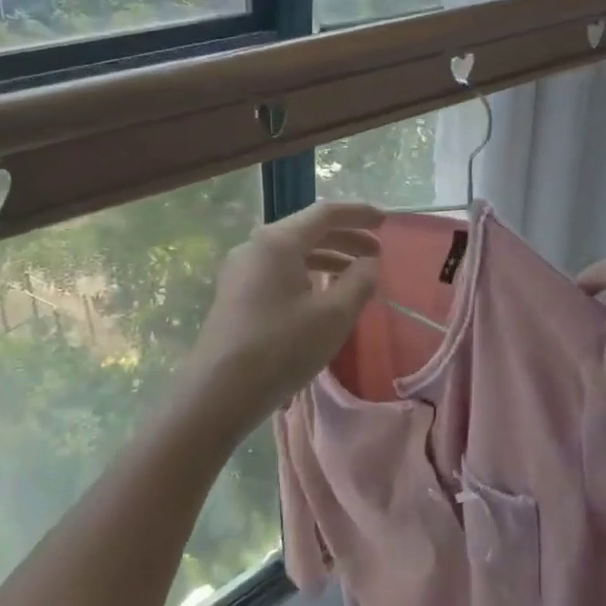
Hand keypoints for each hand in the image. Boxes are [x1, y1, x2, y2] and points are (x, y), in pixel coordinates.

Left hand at [187, 201, 382, 429]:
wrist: (219, 392)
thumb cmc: (282, 347)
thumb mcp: (334, 315)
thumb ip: (359, 281)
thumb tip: (369, 263)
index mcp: (278, 241)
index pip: (325, 213)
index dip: (359, 214)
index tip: (386, 221)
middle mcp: (255, 246)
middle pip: (308, 231)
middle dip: (346, 238)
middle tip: (377, 253)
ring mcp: (240, 270)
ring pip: (293, 253)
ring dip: (328, 258)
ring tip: (356, 275)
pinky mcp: (235, 294)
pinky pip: (279, 272)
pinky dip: (307, 274)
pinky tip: (323, 295)